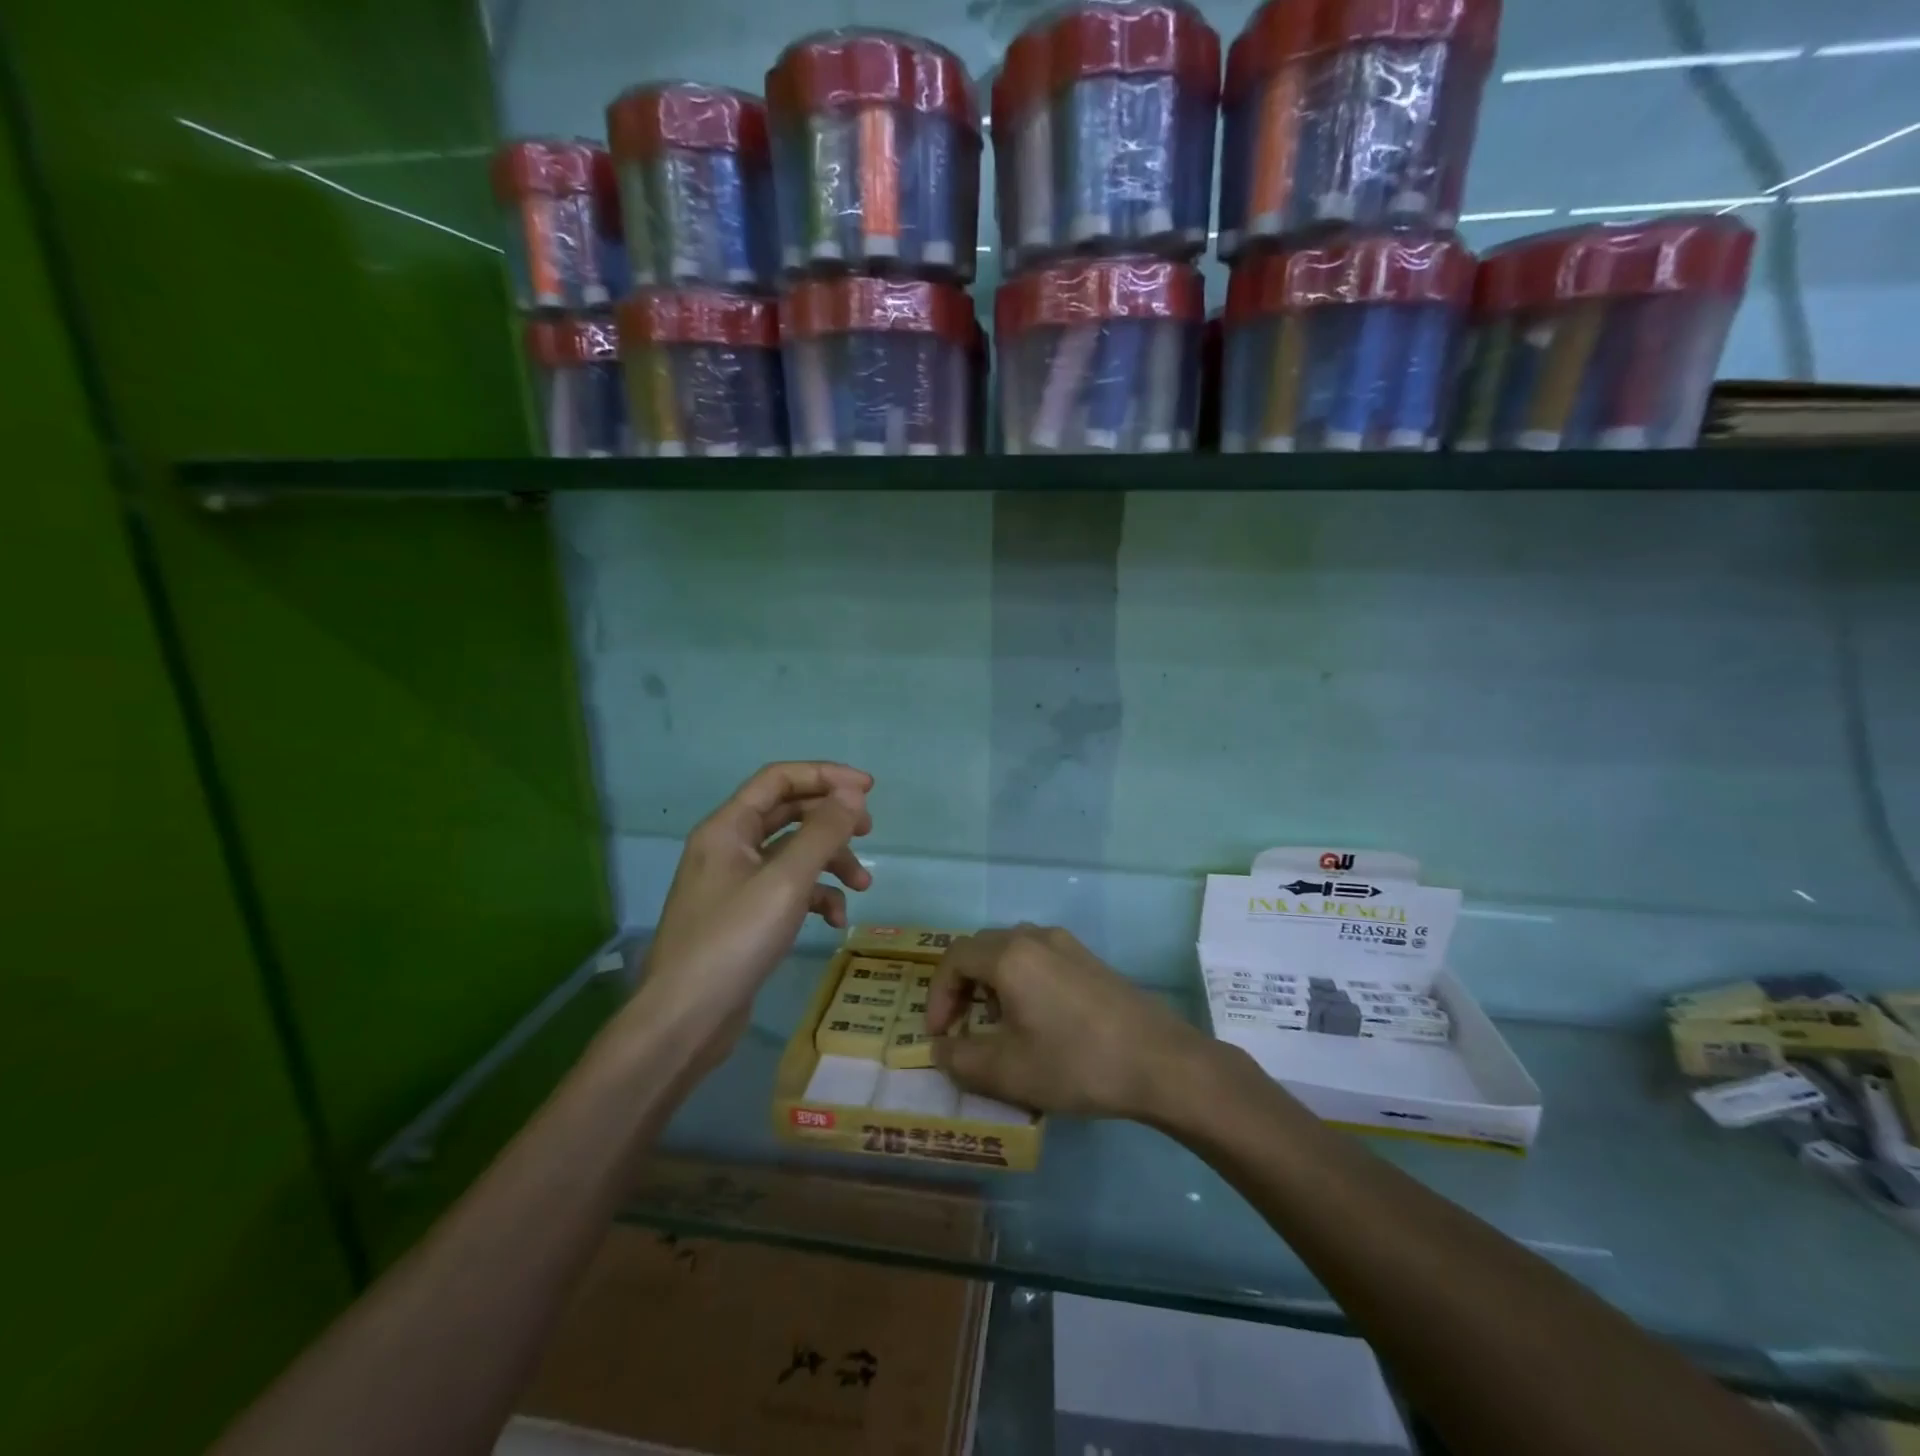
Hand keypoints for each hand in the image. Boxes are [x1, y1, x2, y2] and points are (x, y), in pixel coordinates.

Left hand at [639, 762, 872, 1064]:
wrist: (685, 1020)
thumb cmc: (733, 940)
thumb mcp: (786, 881)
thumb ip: (822, 832)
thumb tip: (852, 793)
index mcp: (728, 827)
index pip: (779, 779)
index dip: (825, 776)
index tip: (868, 789)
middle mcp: (728, 847)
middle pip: (788, 814)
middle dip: (831, 820)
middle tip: (869, 831)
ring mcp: (734, 883)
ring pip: (792, 854)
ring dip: (830, 862)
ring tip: (863, 885)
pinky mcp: (744, 917)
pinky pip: (786, 890)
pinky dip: (814, 897)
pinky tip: (834, 921)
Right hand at [926, 925, 1212, 1119]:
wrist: (1160, 1062)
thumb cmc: (1075, 1062)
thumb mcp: (1007, 1072)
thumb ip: (960, 1060)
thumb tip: (940, 1050)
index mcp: (1010, 955)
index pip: (954, 958)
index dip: (937, 995)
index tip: (939, 1035)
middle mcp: (1036, 938)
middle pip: (981, 949)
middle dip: (962, 987)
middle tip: (960, 1028)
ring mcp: (1068, 945)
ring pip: (1012, 952)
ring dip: (991, 983)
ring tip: (997, 1026)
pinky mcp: (1090, 960)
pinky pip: (1040, 959)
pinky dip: (1021, 981)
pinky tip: (1038, 1020)